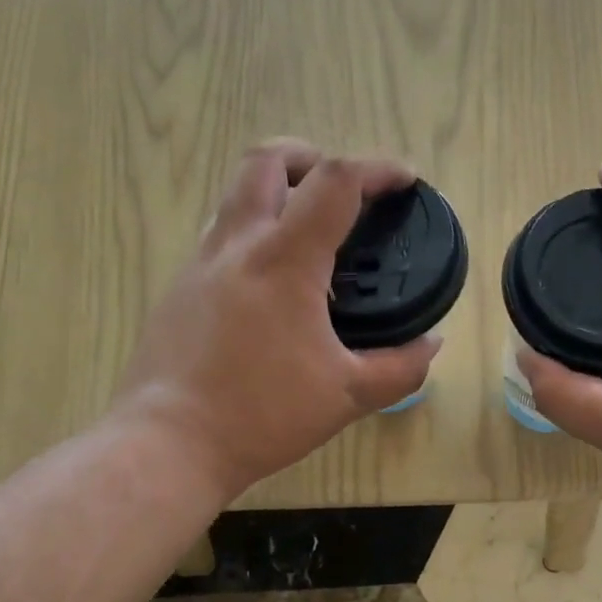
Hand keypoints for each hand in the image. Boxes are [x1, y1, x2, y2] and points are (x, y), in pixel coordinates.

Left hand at [113, 140, 440, 501]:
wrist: (170, 443)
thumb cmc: (262, 416)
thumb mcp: (346, 397)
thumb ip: (399, 368)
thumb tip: (431, 345)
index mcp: (284, 261)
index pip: (335, 182)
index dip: (378, 169)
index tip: (404, 181)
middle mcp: (236, 246)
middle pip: (266, 161)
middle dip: (310, 158)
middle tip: (339, 194)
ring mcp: (198, 265)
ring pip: (234, 196)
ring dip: (274, 194)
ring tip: (305, 239)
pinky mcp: (176, 291)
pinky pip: (217, 239)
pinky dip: (251, 237)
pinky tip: (267, 289)